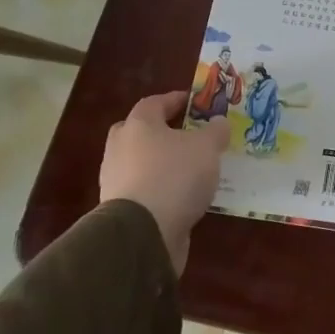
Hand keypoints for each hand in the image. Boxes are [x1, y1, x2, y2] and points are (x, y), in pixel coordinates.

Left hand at [99, 91, 228, 271]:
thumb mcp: (207, 147)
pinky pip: (144, 189)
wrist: (142, 233)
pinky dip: (160, 188)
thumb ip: (215, 131)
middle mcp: (120, 148)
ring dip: (162, 163)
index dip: (176, 100)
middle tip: (187, 134)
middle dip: (162, 131)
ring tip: (192, 170)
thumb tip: (218, 122)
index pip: (155, 102)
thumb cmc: (175, 176)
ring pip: (141, 162)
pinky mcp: (120, 209)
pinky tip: (182, 196)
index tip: (196, 103)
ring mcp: (116, 180)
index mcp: (138, 125)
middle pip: (140, 131)